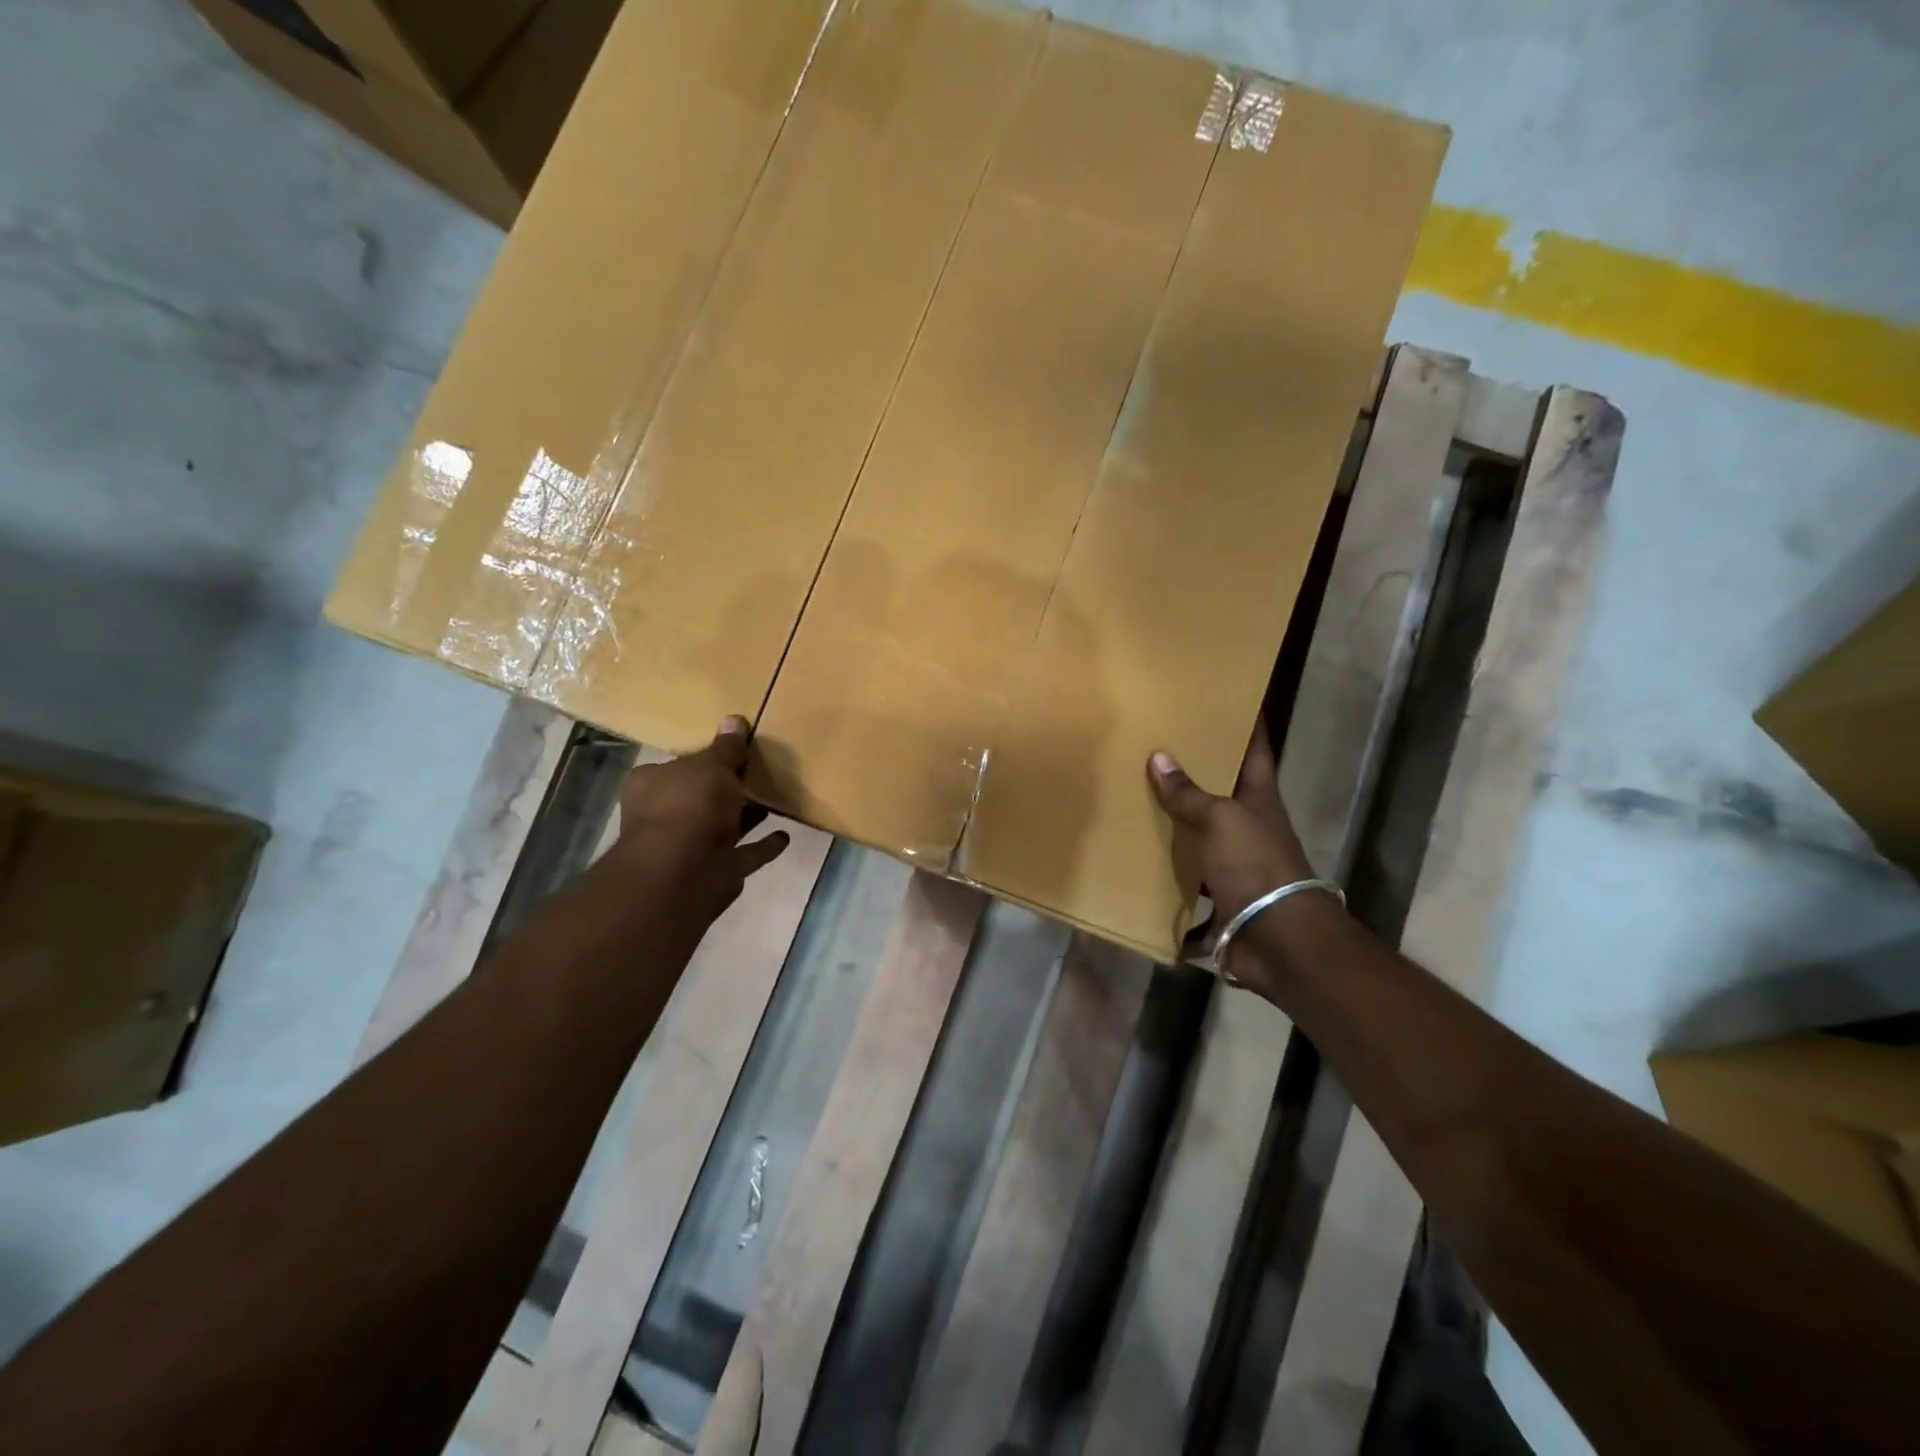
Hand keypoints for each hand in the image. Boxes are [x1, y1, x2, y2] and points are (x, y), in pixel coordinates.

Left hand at [617, 717, 789, 925]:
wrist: (683, 871)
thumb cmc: (690, 804)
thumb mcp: (712, 765)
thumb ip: (727, 748)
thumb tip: (735, 720)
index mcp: (653, 785)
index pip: (678, 766)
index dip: (704, 760)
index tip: (732, 752)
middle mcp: (666, 816)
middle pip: (701, 797)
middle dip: (727, 790)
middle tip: (759, 773)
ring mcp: (692, 847)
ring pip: (725, 826)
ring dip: (748, 816)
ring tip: (776, 799)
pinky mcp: (717, 870)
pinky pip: (746, 853)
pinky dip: (764, 846)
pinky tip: (785, 835)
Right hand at [1147, 728, 1315, 950]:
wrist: (1278, 940)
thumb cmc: (1256, 865)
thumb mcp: (1220, 820)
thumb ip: (1188, 793)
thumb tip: (1158, 757)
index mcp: (1259, 799)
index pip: (1255, 749)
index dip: (1247, 723)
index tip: (1230, 698)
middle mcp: (1249, 827)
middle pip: (1223, 791)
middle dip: (1196, 771)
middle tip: (1159, 745)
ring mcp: (1235, 864)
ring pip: (1201, 835)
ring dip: (1176, 824)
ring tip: (1136, 800)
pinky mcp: (1219, 897)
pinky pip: (1186, 881)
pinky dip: (1166, 877)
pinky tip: (1136, 863)